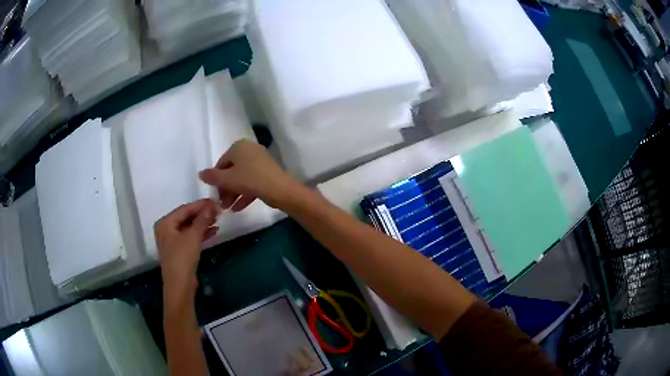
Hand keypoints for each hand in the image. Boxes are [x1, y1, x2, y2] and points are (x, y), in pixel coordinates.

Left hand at [154, 199, 218, 294]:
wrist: (180, 285)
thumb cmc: (182, 258)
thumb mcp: (193, 236)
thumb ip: (202, 219)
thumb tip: (212, 204)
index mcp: (165, 223)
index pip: (184, 209)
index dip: (200, 205)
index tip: (215, 201)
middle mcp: (166, 229)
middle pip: (186, 217)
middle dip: (202, 214)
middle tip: (218, 211)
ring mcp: (172, 241)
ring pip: (189, 227)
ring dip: (203, 224)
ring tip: (218, 219)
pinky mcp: (179, 250)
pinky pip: (190, 237)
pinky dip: (201, 234)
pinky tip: (213, 231)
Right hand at [199, 140, 297, 210]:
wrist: (280, 189)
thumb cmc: (249, 180)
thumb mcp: (227, 179)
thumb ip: (212, 177)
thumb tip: (200, 173)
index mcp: (238, 147)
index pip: (221, 163)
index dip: (216, 180)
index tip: (215, 194)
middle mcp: (249, 150)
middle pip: (232, 171)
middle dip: (225, 189)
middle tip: (222, 204)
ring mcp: (260, 161)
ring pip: (242, 178)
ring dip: (233, 193)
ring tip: (228, 209)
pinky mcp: (268, 172)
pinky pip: (252, 182)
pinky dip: (245, 193)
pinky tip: (239, 208)